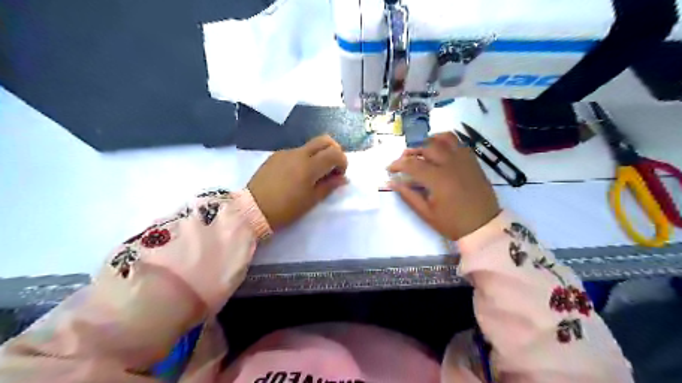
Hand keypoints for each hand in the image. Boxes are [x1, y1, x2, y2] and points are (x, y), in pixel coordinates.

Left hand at [248, 135, 347, 229]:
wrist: (252, 209)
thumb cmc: (286, 209)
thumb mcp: (311, 200)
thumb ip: (329, 186)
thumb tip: (343, 178)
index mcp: (310, 165)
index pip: (335, 153)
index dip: (342, 162)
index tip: (339, 175)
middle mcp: (299, 153)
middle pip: (324, 140)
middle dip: (334, 151)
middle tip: (332, 168)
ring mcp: (285, 152)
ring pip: (310, 145)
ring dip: (318, 155)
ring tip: (313, 175)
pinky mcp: (275, 156)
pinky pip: (296, 152)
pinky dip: (304, 158)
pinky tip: (296, 175)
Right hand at [388, 132, 498, 238]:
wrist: (484, 226)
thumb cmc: (453, 223)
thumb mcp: (427, 214)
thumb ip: (409, 196)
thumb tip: (393, 183)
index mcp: (438, 180)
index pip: (412, 164)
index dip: (398, 164)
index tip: (390, 169)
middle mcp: (451, 164)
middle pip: (427, 147)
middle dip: (412, 151)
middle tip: (404, 160)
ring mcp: (464, 161)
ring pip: (445, 139)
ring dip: (430, 141)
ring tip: (422, 150)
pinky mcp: (473, 161)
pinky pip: (459, 143)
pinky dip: (446, 142)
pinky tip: (440, 151)